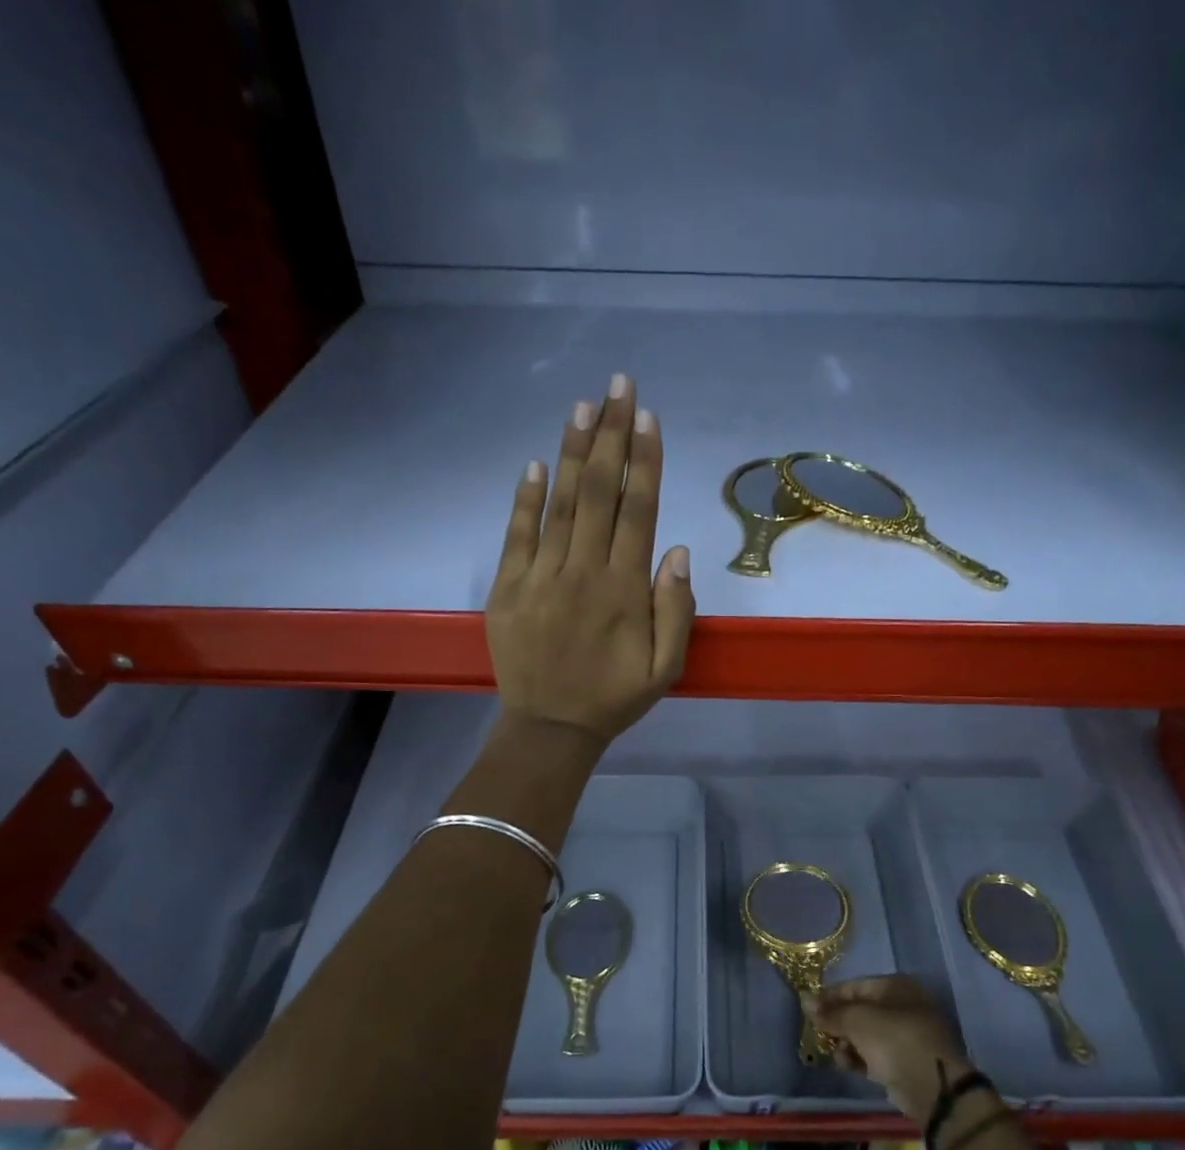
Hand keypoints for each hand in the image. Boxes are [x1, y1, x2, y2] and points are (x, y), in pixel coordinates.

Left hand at [486, 374, 694, 748]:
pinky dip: (526, 498)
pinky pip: (518, 535)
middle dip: (612, 435)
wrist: (550, 728)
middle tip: (618, 385)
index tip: (648, 417)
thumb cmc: (614, 698)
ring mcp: (541, 578)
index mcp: (624, 590)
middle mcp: (583, 572)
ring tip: (584, 406)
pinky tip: (537, 463)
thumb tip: (676, 550)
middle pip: (600, 493)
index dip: (644, 461)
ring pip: (560, 504)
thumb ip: (676, 610)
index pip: (637, 511)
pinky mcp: (508, 589)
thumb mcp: (665, 668)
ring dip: (574, 452)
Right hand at [810, 976, 972, 1121]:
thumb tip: (807, 1002)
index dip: (830, 996)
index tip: (808, 1008)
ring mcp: (906, 1035)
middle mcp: (903, 1006)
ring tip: (835, 1052)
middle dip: (838, 1022)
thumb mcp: (857, 1020)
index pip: (855, 986)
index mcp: (896, 987)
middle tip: (818, 1033)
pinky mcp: (905, 1062)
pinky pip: (875, 1055)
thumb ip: (831, 1012)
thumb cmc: (894, 1040)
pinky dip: (859, 1058)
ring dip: (846, 1043)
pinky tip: (846, 1064)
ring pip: (866, 1035)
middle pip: (860, 1011)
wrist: (931, 1087)